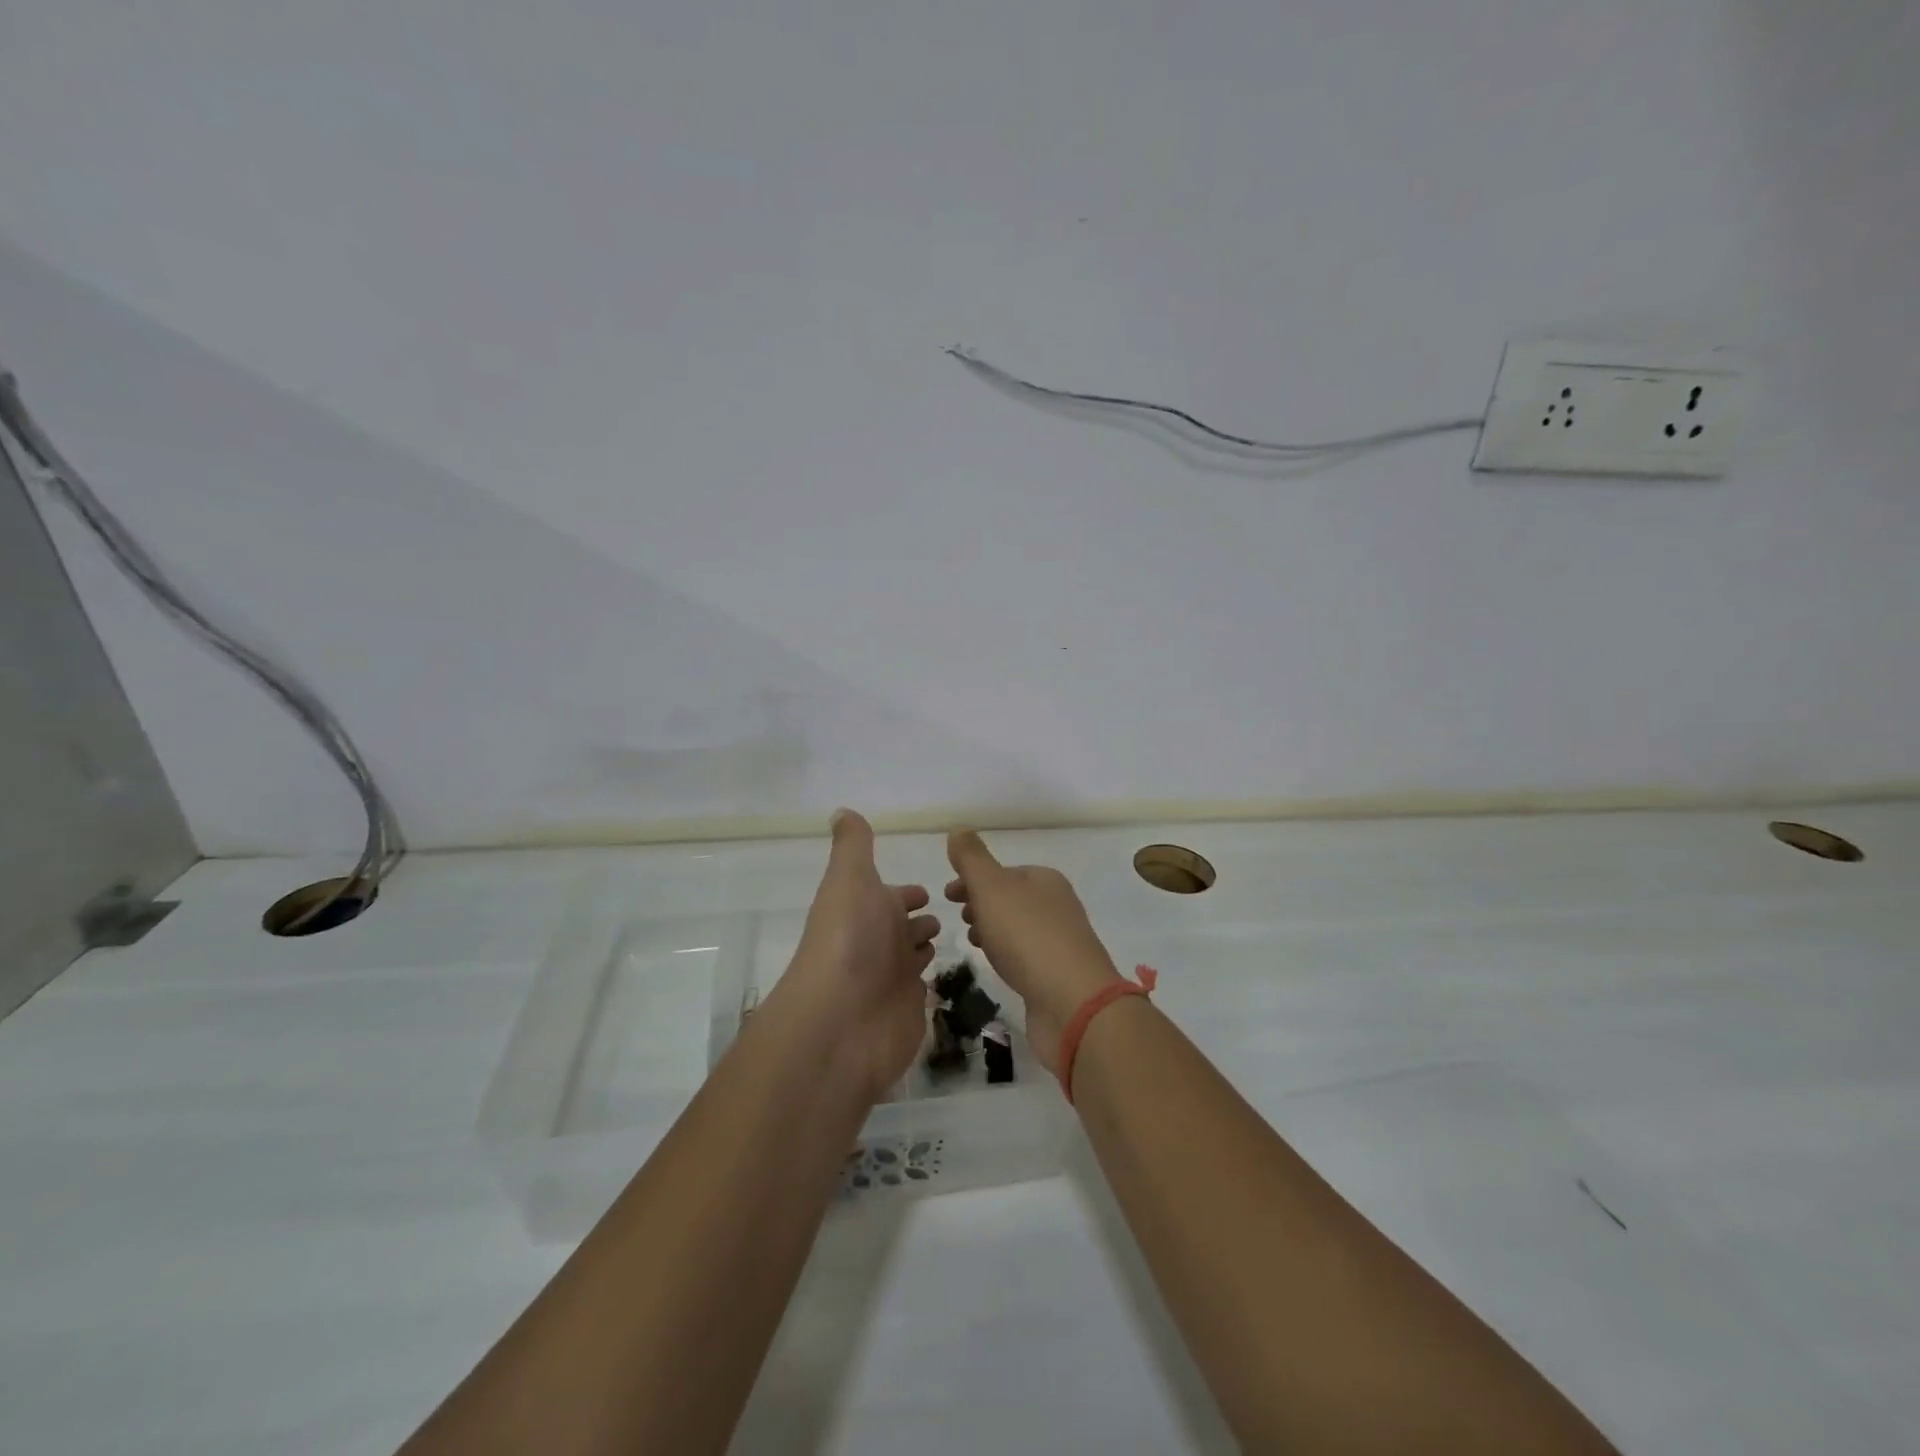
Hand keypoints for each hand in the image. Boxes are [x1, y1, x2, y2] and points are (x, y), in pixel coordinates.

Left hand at [783, 810, 940, 1100]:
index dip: (907, 893)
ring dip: (926, 945)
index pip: (892, 896)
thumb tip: (841, 810)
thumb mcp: (850, 879)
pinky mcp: (909, 1011)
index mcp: (866, 908)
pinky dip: (934, 980)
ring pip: (913, 956)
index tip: (929, 891)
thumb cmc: (849, 940)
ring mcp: (893, 979)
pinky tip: (950, 972)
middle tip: (954, 912)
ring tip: (958, 936)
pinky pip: (924, 990)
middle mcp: (878, 942)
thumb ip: (853, 846)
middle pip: (904, 927)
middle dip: (922, 919)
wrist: (842, 1020)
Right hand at [945, 830, 1121, 1073]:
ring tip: (973, 942)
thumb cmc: (1028, 936)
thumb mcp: (992, 888)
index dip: (973, 879)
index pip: (1004, 871)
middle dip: (982, 904)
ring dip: (993, 930)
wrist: (1073, 1003)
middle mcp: (1058, 906)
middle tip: (959, 918)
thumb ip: (972, 859)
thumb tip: (958, 830)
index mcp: (1045, 880)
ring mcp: (1061, 942)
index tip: (947, 895)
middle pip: (1012, 899)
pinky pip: (1026, 956)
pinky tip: (997, 967)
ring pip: (1018, 928)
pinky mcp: (1059, 976)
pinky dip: (1007, 954)